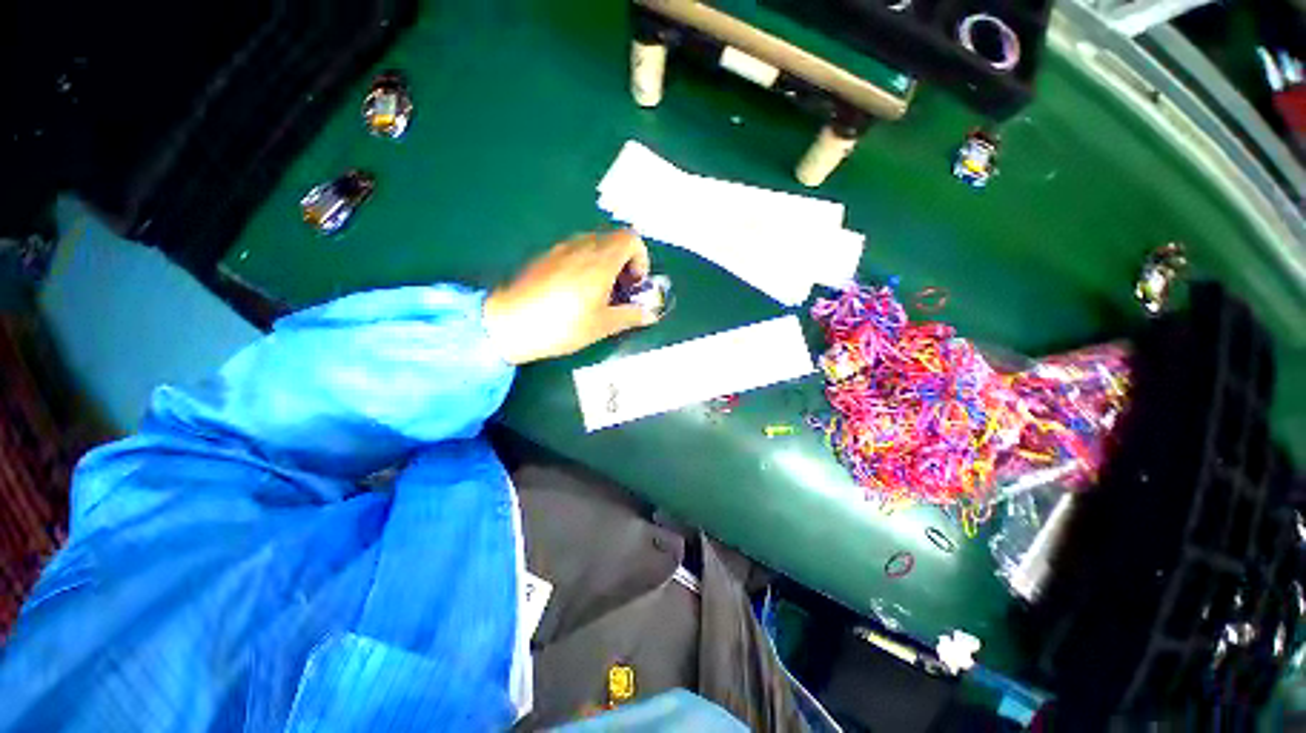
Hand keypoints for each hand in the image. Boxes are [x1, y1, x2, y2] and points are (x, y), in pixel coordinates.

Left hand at [483, 229, 657, 364]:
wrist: (507, 324)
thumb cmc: (561, 325)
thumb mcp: (602, 325)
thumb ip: (631, 316)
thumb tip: (651, 314)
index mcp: (601, 260)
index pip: (631, 239)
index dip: (641, 259)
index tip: (634, 284)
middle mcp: (582, 246)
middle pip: (614, 239)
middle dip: (624, 262)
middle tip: (620, 290)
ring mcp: (560, 248)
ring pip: (594, 244)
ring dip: (605, 263)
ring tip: (598, 293)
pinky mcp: (544, 255)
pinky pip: (574, 250)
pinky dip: (585, 264)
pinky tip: (575, 292)